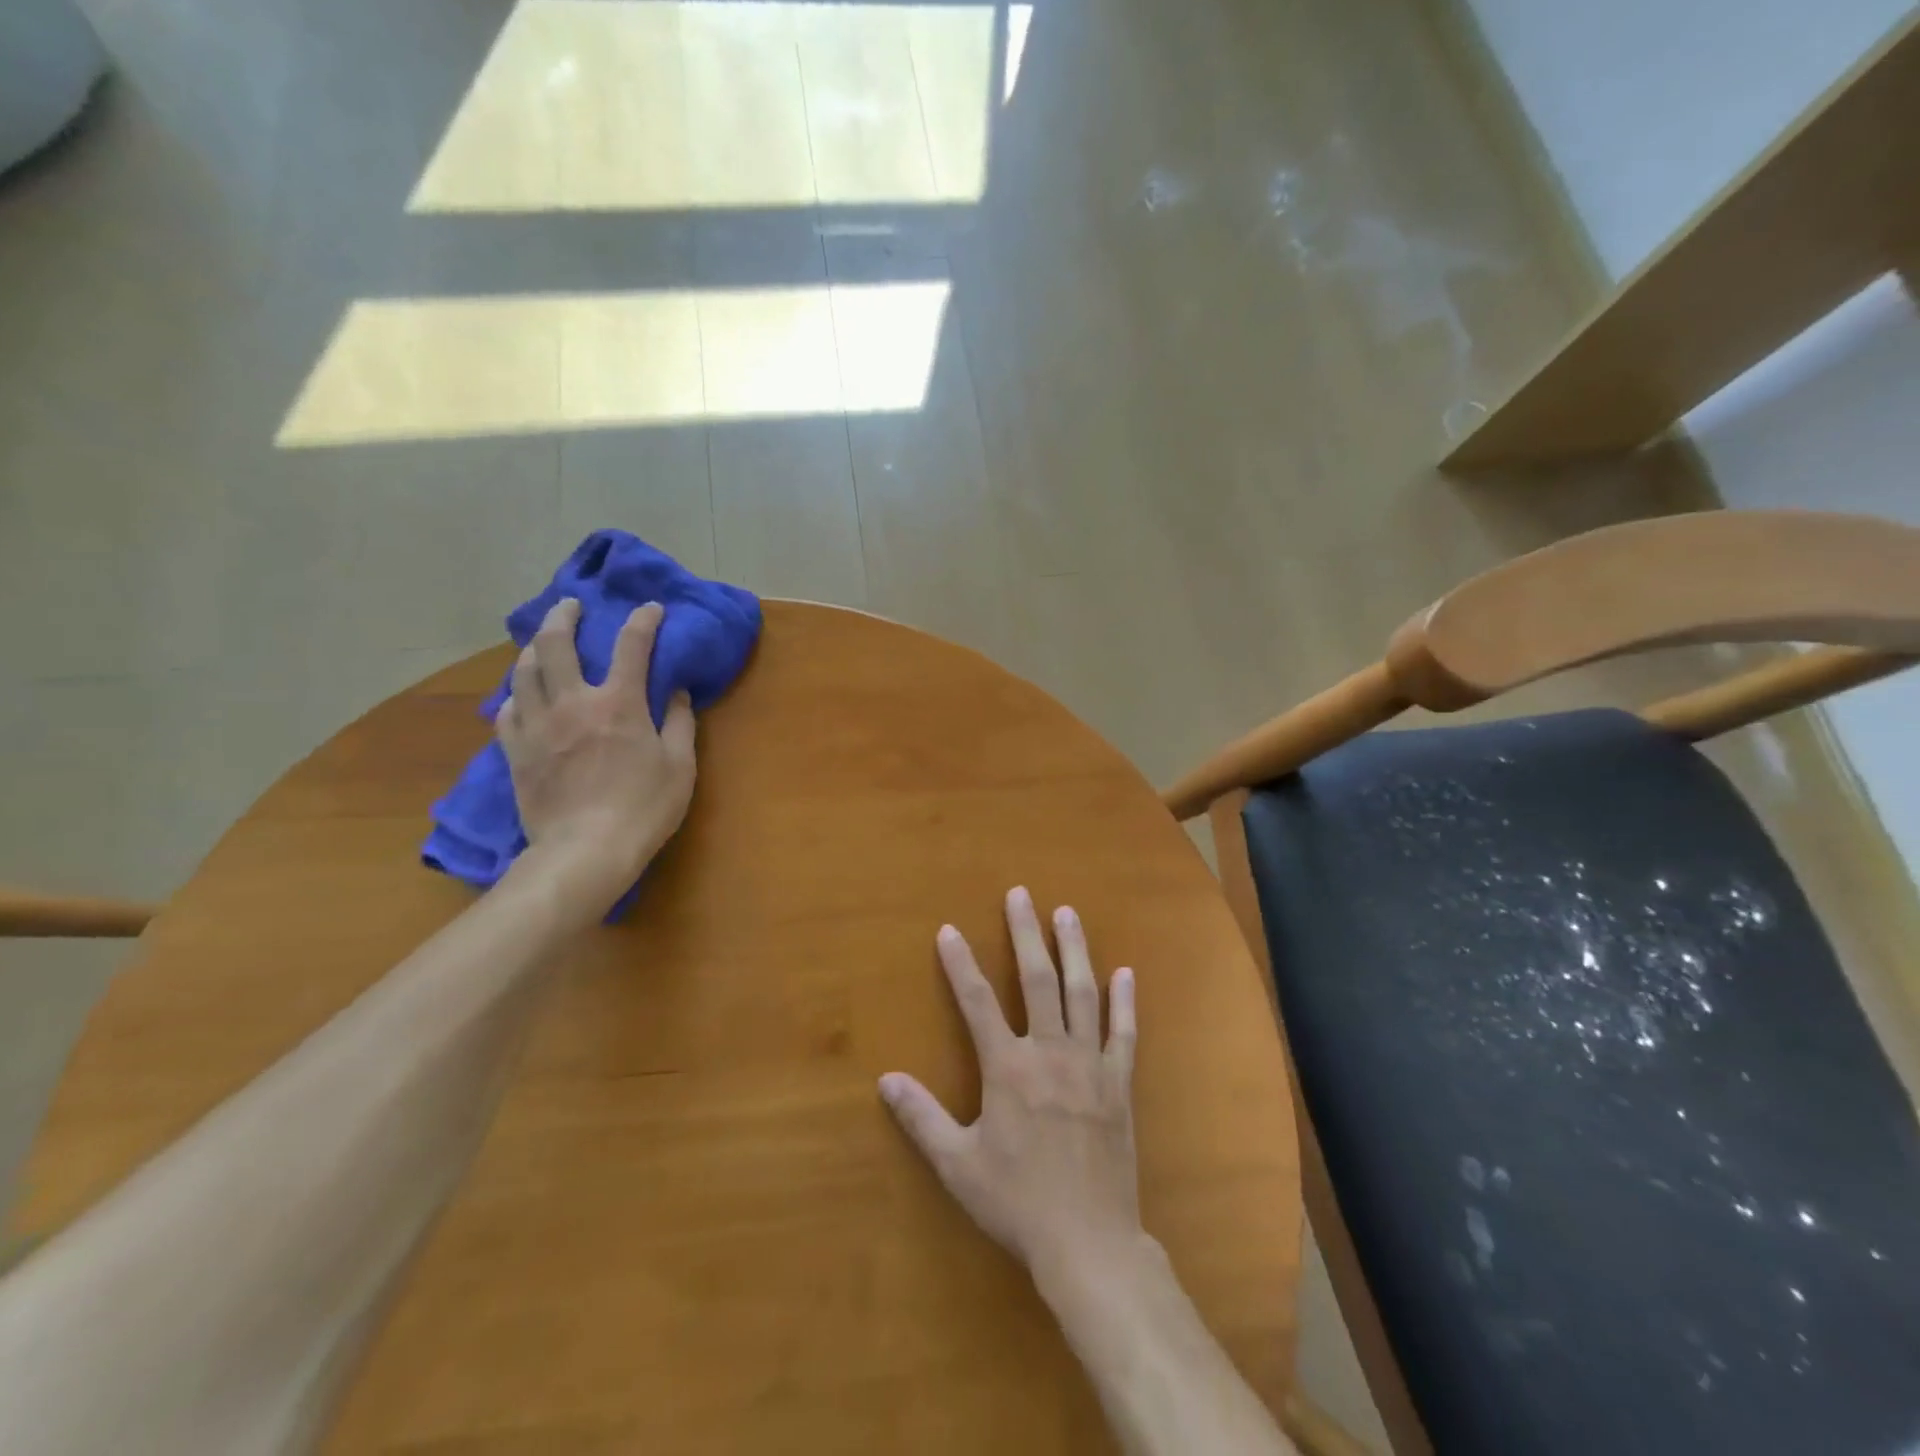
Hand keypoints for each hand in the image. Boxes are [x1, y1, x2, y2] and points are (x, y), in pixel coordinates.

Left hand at [497, 598, 696, 913]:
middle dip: (565, 616)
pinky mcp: (516, 751)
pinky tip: (524, 696)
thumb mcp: (680, 766)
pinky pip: (508, 710)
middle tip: (571, 606)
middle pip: (557, 643)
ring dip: (534, 648)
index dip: (643, 621)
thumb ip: (681, 723)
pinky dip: (517, 695)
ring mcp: (538, 725)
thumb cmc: (644, 808)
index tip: (650, 608)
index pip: (632, 645)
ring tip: (542, 642)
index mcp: (619, 703)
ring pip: (524, 671)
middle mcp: (573, 702)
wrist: (585, 851)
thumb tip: (678, 692)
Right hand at [879, 887, 1143, 1281]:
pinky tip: (1125, 973)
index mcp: (1008, 1067)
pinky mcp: (1119, 1083)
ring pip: (1081, 993)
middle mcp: (1049, 1052)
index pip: (976, 1002)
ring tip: (1067, 913)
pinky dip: (1124, 1001)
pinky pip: (1124, 1033)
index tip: (948, 930)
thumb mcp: (957, 1164)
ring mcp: (1089, 1064)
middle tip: (1021, 895)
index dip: (959, 964)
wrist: (1088, 1241)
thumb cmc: (1017, 1202)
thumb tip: (886, 1079)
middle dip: (1025, 933)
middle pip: (1036, 979)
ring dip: (1073, 949)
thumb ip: (921, 1118)